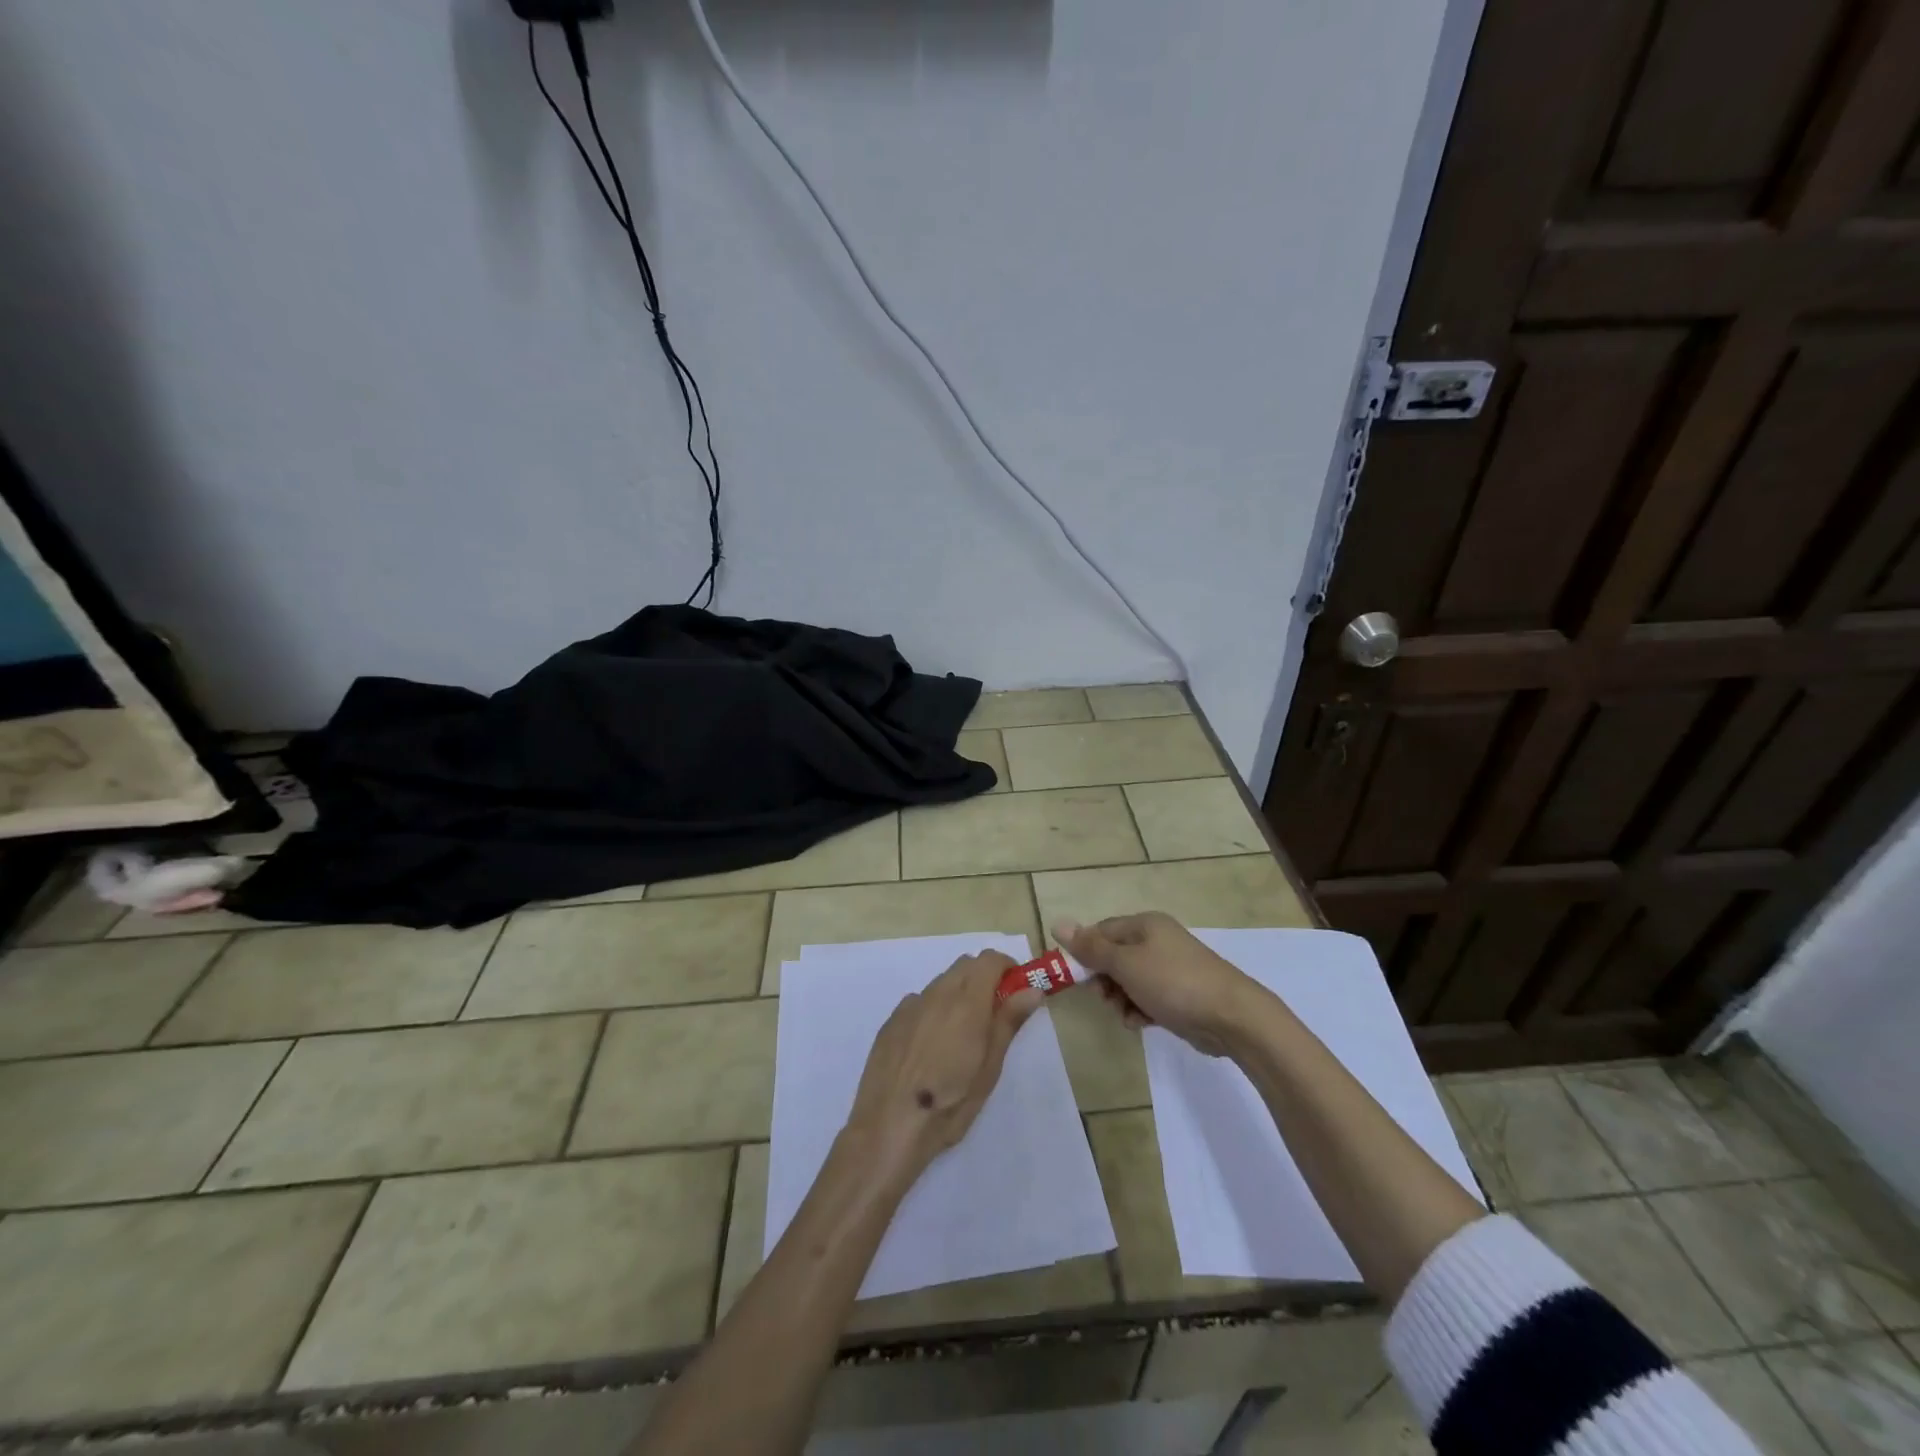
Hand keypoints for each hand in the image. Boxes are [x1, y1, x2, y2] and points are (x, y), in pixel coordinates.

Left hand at [843, 952, 1043, 1184]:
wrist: (888, 1126)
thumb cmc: (949, 1104)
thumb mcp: (989, 1068)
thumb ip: (1008, 1022)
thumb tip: (1031, 990)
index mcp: (966, 1002)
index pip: (990, 959)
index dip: (1007, 967)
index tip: (1016, 989)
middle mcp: (937, 993)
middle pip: (965, 965)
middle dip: (985, 977)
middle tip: (995, 1012)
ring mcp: (910, 1005)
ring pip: (942, 982)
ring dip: (959, 992)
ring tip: (963, 1034)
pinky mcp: (891, 1020)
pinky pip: (920, 1001)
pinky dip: (935, 1008)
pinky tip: (932, 1045)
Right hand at [1055, 912, 1262, 1055]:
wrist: (1231, 1017)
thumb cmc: (1173, 982)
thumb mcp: (1126, 964)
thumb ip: (1091, 947)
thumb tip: (1057, 922)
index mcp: (1144, 924)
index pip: (1101, 931)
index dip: (1085, 953)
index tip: (1075, 978)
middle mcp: (1156, 940)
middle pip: (1113, 956)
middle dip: (1104, 980)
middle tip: (1104, 998)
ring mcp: (1170, 967)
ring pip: (1128, 980)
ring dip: (1120, 998)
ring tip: (1126, 1014)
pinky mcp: (1179, 993)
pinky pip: (1147, 996)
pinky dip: (1139, 1008)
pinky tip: (1141, 1022)